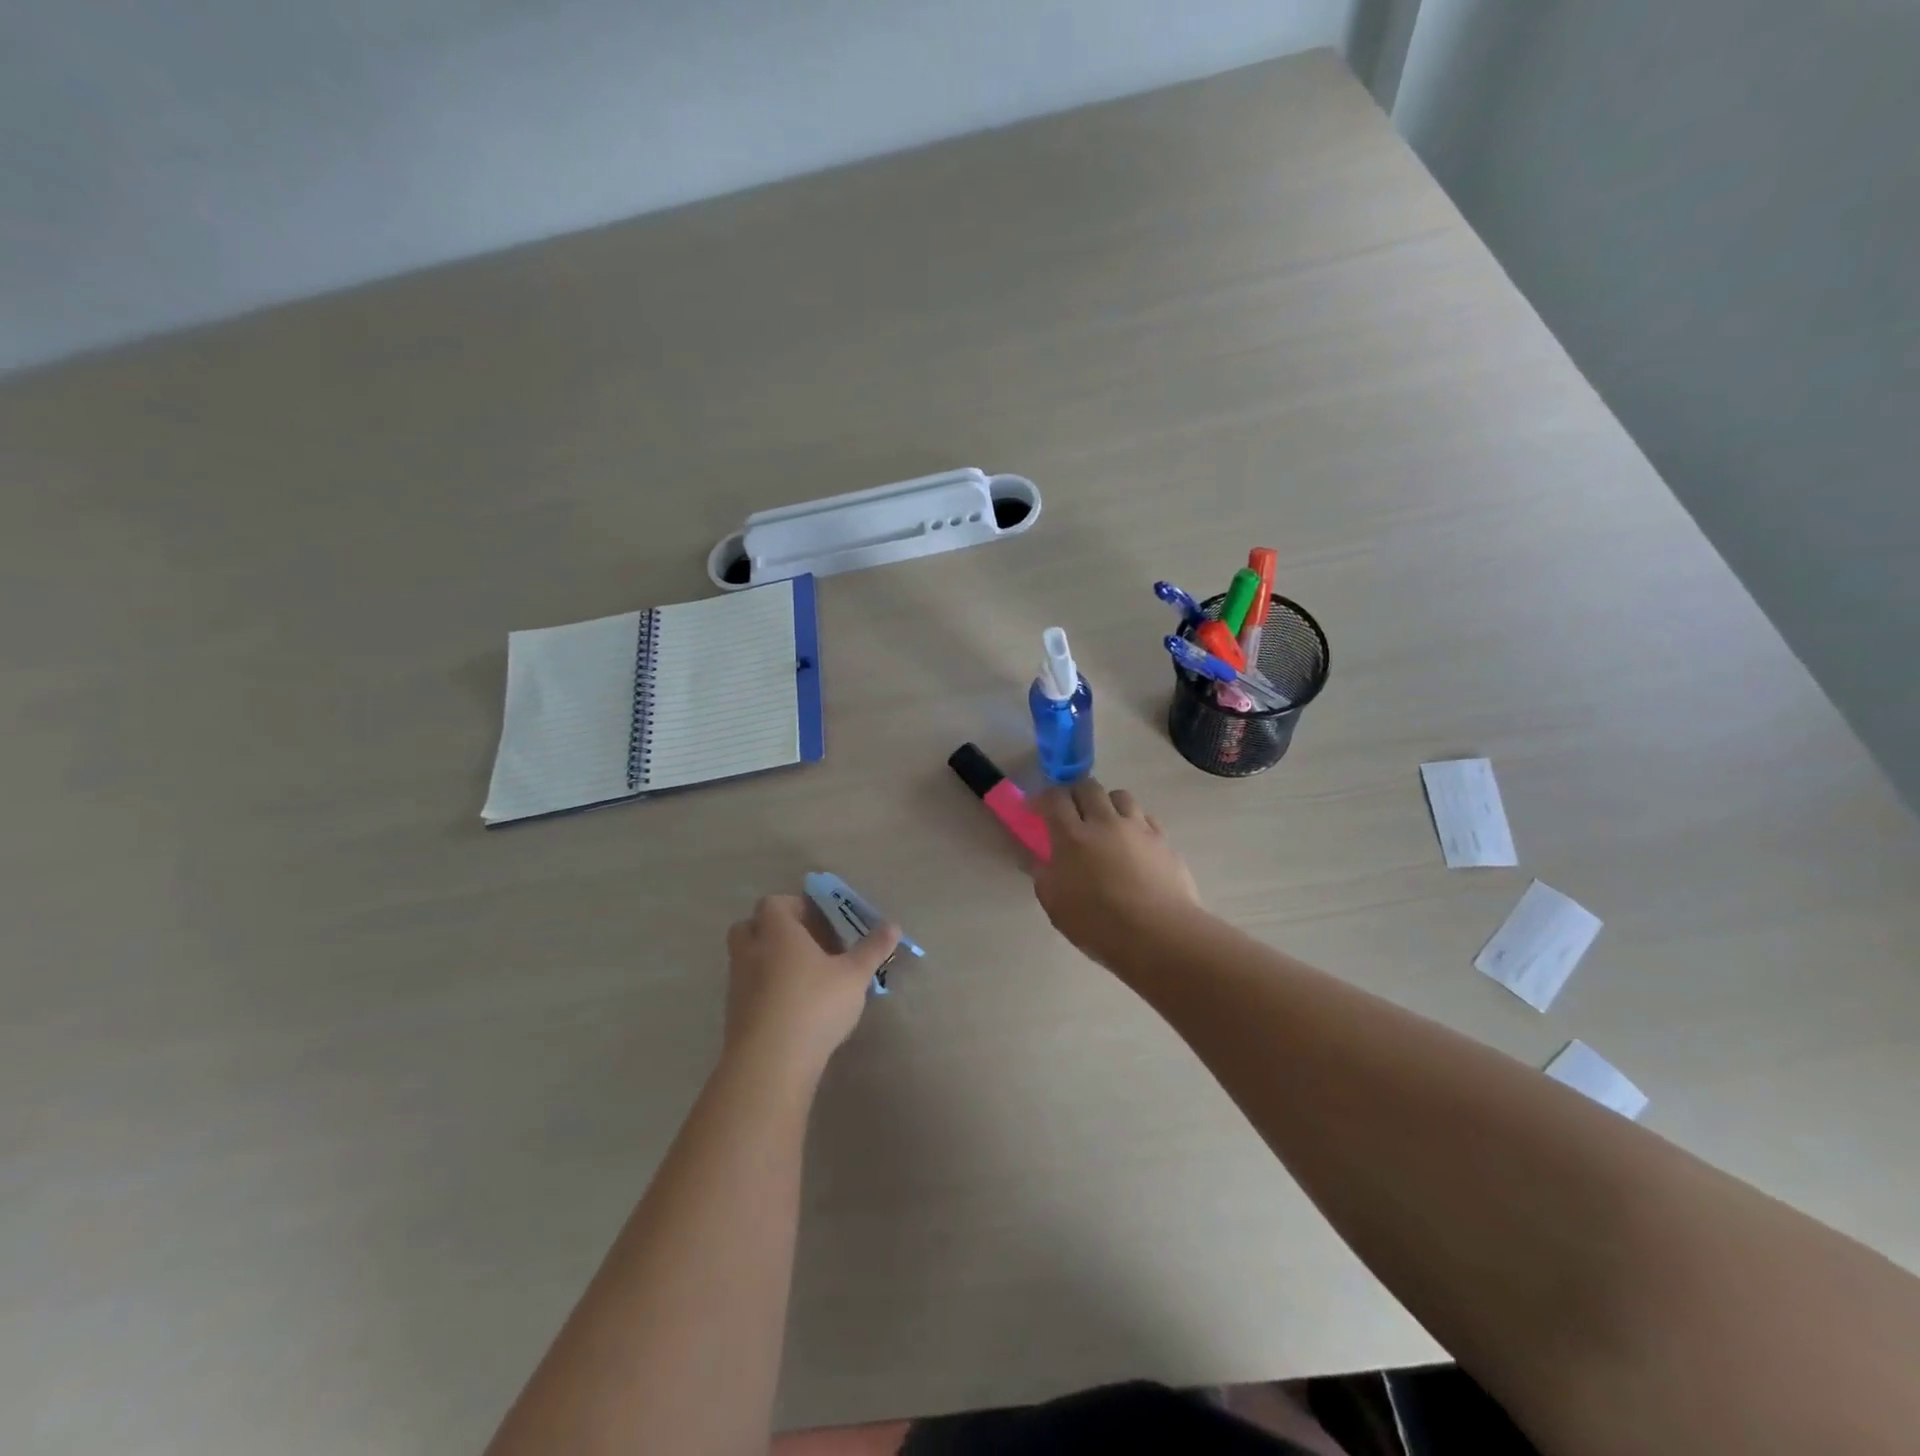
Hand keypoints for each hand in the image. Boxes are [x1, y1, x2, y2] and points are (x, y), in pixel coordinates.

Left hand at [723, 895, 899, 1075]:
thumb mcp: (854, 975)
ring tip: (807, 978)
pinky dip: (767, 989)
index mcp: (776, 931)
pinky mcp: (734, 1014)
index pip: (774, 903)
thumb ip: (872, 949)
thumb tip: (893, 926)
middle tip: (809, 945)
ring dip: (772, 961)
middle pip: (752, 926)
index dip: (797, 907)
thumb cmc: (814, 1004)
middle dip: (777, 931)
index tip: (823, 922)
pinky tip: (794, 1007)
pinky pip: (749, 988)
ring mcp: (737, 983)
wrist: (770, 1064)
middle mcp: (750, 950)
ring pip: (749, 958)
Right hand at [1033, 778, 1201, 967]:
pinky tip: (1133, 841)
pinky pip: (1146, 817)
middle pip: (1088, 787)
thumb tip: (1041, 860)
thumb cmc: (1099, 925)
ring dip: (1107, 803)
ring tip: (1105, 822)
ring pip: (1120, 795)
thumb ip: (1044, 876)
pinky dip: (1135, 822)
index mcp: (1072, 837)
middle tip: (1070, 812)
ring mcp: (1138, 828)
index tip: (1038, 809)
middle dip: (1075, 793)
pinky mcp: (1163, 840)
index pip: (1055, 798)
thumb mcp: (1056, 905)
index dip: (1043, 798)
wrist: (1159, 935)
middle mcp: (1105, 822)